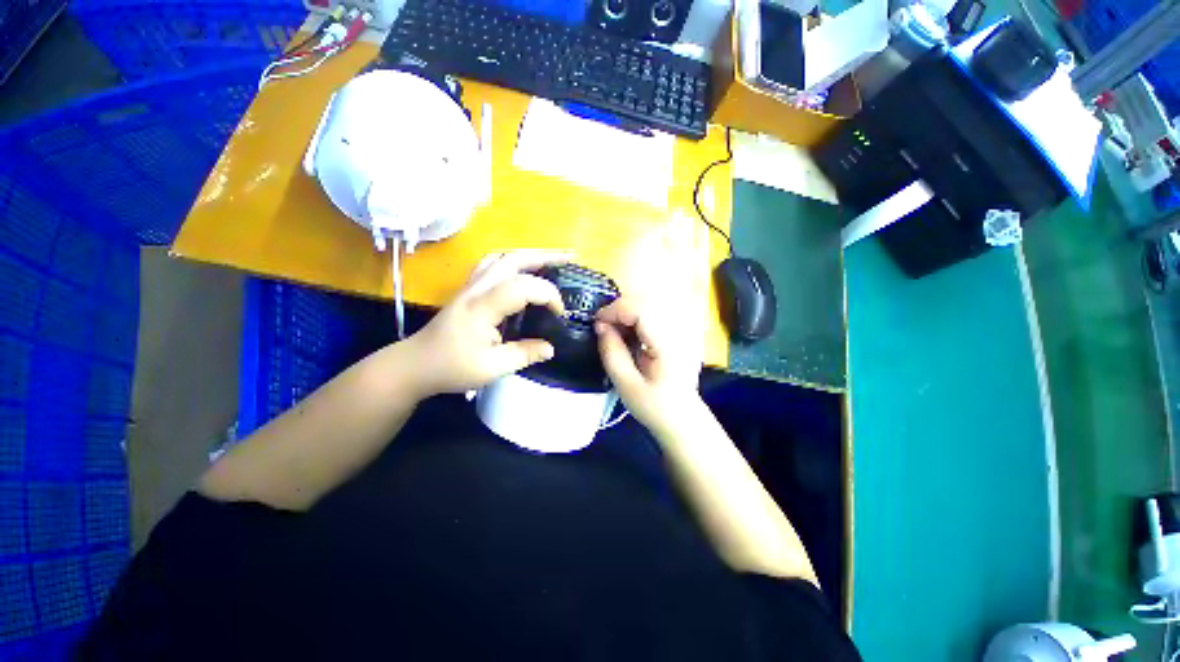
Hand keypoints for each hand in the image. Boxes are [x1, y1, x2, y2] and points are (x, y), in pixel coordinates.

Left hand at [404, 250, 568, 396]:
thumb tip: (551, 347)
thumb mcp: (492, 369)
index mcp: (482, 307)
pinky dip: (512, 261)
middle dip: (544, 256)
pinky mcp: (468, 289)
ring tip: (551, 259)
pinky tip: (522, 269)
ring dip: (529, 255)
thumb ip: (524, 354)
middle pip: (512, 259)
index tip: (559, 313)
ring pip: (502, 257)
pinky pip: (492, 264)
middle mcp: (476, 288)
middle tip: (569, 259)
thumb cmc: (451, 368)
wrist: (415, 364)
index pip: (522, 287)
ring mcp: (470, 285)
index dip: (547, 295)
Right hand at [595, 296, 702, 433]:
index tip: (597, 322)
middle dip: (620, 308)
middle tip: (604, 327)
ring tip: (616, 330)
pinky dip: (638, 316)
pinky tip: (631, 331)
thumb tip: (600, 325)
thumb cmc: (654, 406)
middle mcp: (680, 330)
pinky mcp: (680, 330)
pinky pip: (656, 311)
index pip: (642, 310)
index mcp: (668, 345)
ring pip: (651, 302)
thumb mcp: (626, 385)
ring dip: (628, 311)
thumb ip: (612, 353)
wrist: (683, 418)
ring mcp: (683, 329)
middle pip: (647, 300)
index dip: (615, 310)